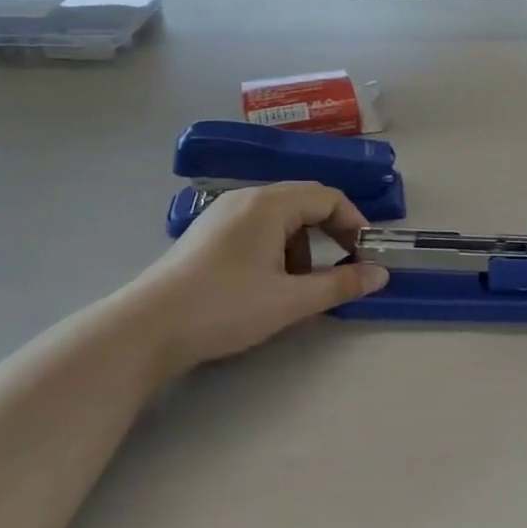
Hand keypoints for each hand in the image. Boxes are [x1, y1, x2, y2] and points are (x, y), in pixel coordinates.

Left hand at [133, 183, 389, 374]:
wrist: (145, 330)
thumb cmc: (225, 307)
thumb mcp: (291, 300)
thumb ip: (340, 284)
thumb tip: (381, 274)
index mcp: (270, 204)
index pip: (328, 197)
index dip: (354, 223)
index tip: (366, 255)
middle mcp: (246, 199)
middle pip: (304, 203)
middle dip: (329, 235)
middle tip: (340, 268)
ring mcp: (222, 214)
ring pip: (280, 218)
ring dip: (301, 246)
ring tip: (297, 285)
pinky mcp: (206, 234)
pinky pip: (256, 228)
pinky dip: (275, 249)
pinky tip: (265, 284)